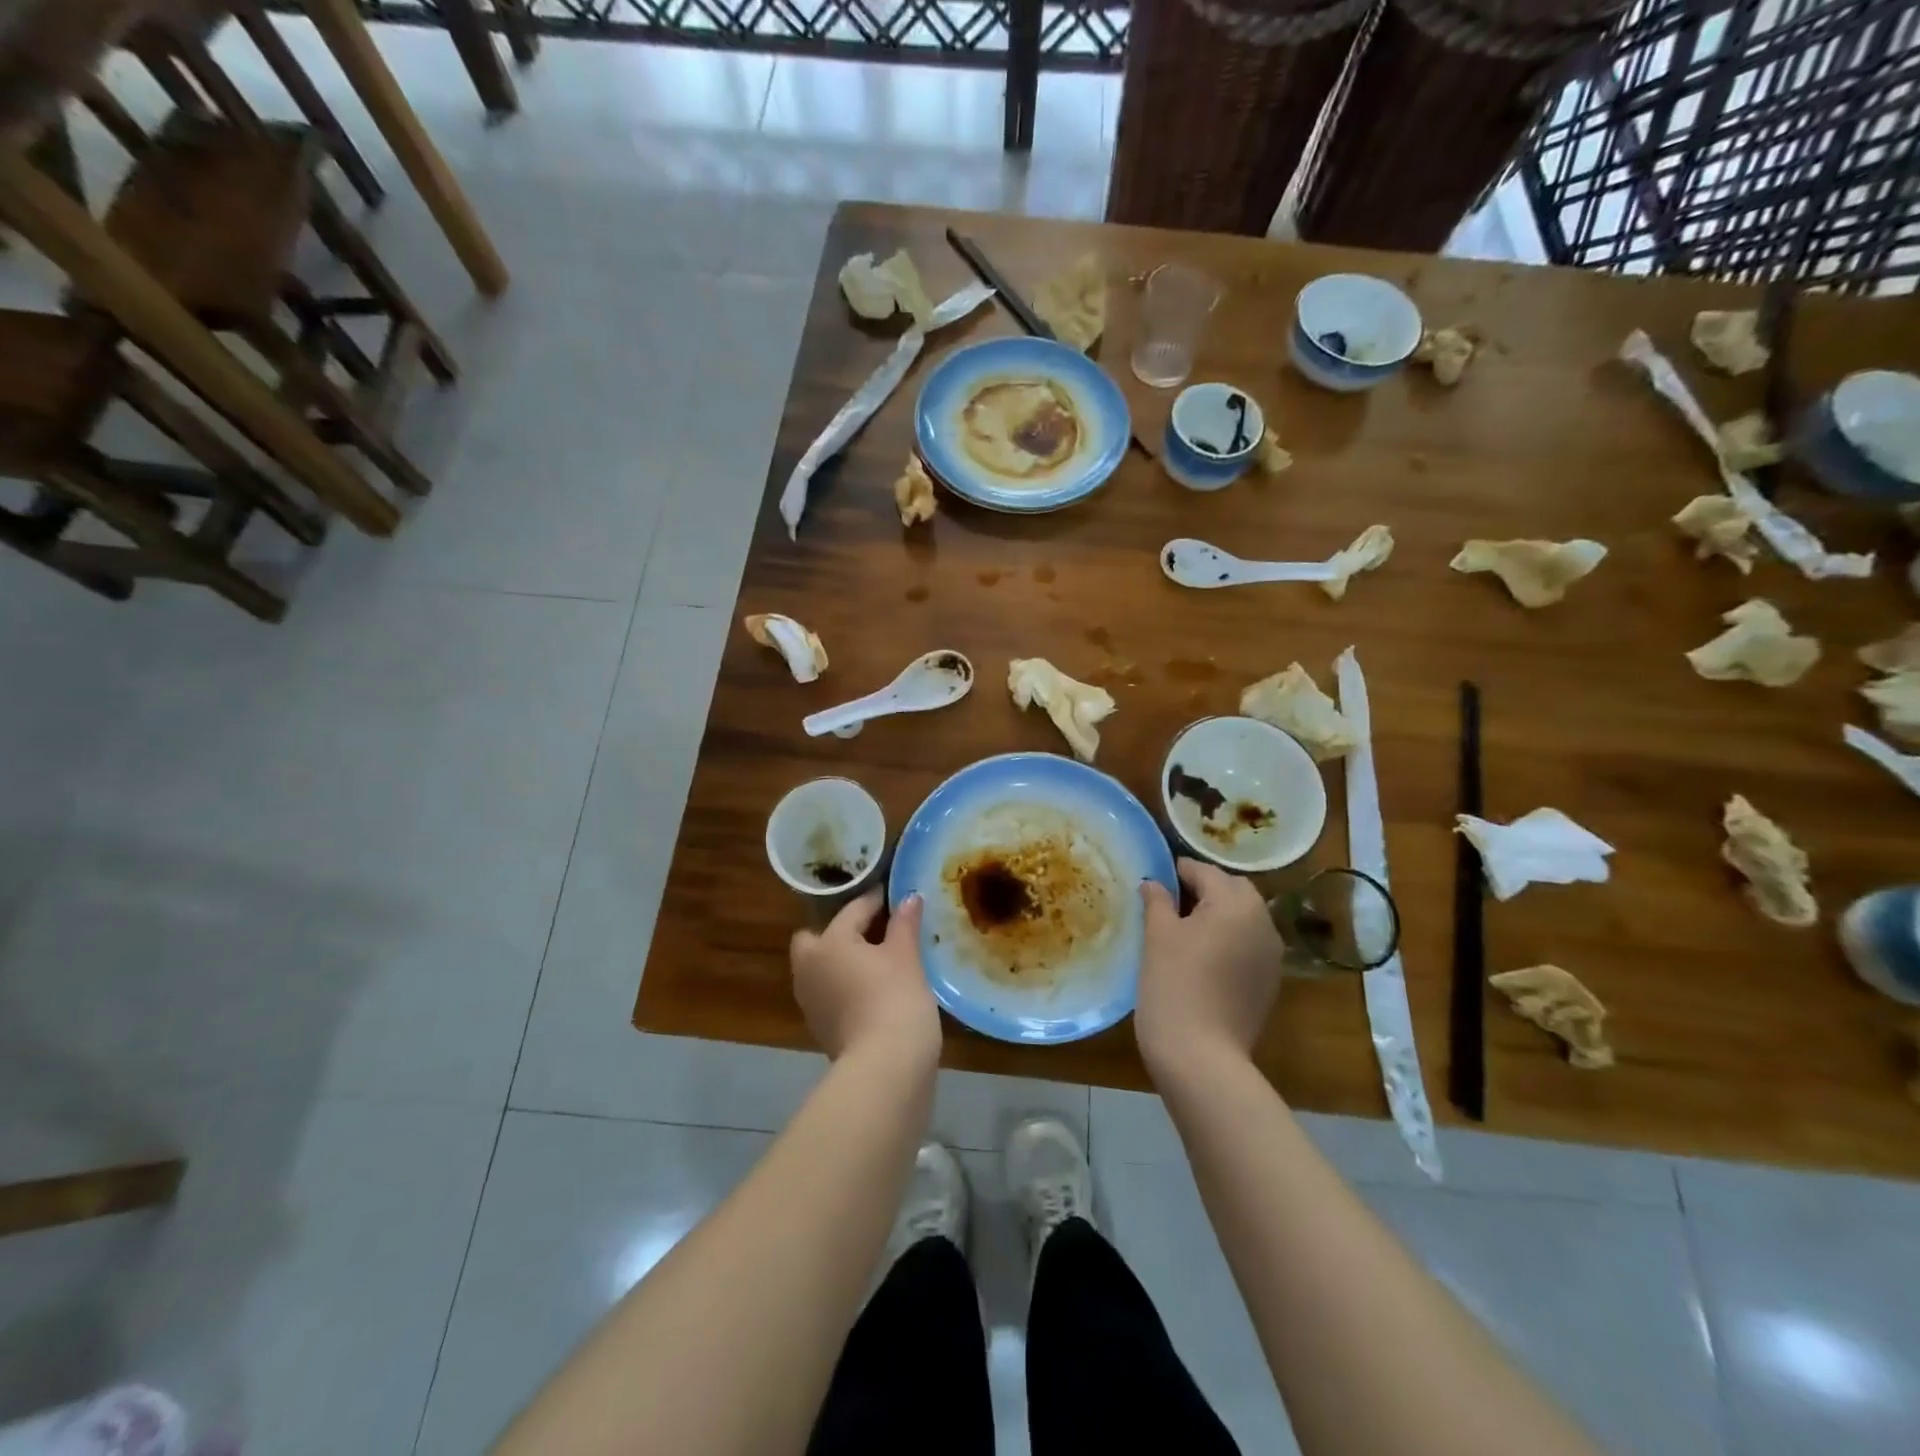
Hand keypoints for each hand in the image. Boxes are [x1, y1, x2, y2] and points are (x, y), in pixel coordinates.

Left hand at [791, 891, 939, 1061]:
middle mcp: (809, 967)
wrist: (885, 1067)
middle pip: (818, 938)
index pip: (854, 910)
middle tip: (875, 932)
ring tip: (878, 960)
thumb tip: (909, 897)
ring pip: (822, 967)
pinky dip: (846, 985)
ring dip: (843, 960)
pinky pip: (830, 992)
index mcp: (827, 942)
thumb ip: (904, 923)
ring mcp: (810, 1001)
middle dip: (841, 932)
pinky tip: (874, 989)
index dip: (878, 900)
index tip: (897, 896)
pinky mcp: (820, 1028)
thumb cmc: (895, 999)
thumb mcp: (906, 956)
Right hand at [1136, 858, 1285, 1069]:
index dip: (1179, 871)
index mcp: (1235, 903)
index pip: (1206, 872)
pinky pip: (1249, 945)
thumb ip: (1157, 901)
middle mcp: (1262, 922)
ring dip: (1220, 915)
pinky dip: (1229, 940)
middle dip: (1205, 889)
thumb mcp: (1157, 936)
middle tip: (1171, 902)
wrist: (1201, 1055)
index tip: (1156, 877)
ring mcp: (1271, 955)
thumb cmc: (1174, 984)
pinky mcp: (1269, 983)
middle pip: (1233, 891)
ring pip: (1245, 918)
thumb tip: (1154, 883)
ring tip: (1185, 930)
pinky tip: (1204, 958)